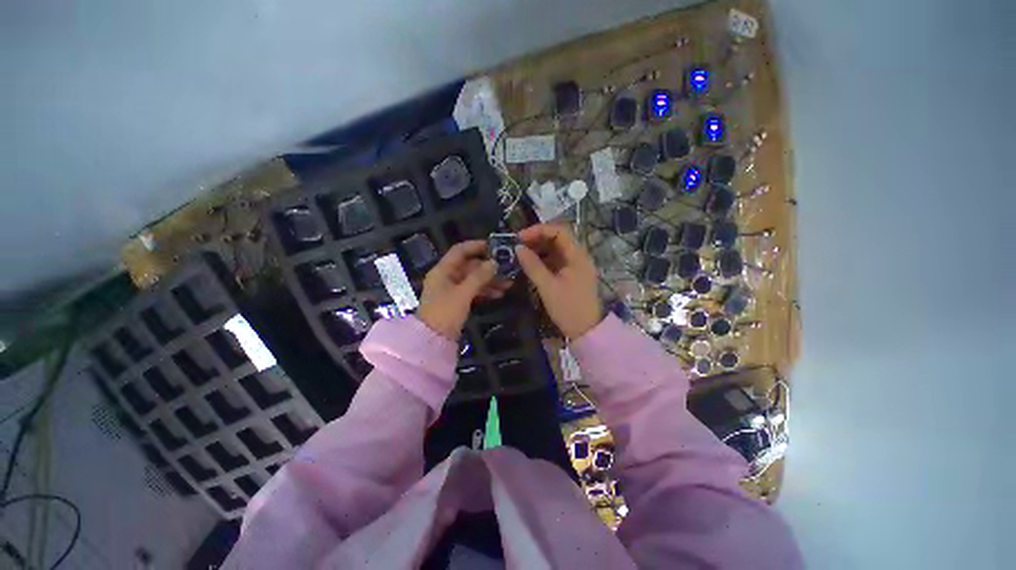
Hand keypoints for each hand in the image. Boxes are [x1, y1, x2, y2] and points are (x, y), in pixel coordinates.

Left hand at [417, 241, 510, 338]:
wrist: (433, 340)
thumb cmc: (445, 313)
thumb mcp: (463, 293)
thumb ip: (479, 277)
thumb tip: (495, 262)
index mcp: (443, 270)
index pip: (460, 251)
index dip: (476, 246)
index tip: (495, 247)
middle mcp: (447, 276)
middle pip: (470, 266)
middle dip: (488, 268)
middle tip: (507, 270)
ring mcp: (452, 289)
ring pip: (473, 279)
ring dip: (490, 280)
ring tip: (508, 284)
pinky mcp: (457, 300)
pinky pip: (473, 290)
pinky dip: (485, 291)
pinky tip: (499, 294)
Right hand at [515, 224, 602, 338]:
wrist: (586, 331)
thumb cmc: (568, 308)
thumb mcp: (548, 287)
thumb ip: (532, 266)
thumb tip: (518, 248)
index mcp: (577, 255)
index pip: (559, 231)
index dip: (538, 230)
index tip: (520, 237)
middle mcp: (578, 256)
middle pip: (557, 238)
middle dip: (536, 239)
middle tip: (517, 245)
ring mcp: (574, 265)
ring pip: (555, 249)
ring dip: (538, 249)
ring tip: (520, 254)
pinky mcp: (570, 274)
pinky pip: (555, 260)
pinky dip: (542, 259)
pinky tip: (530, 264)